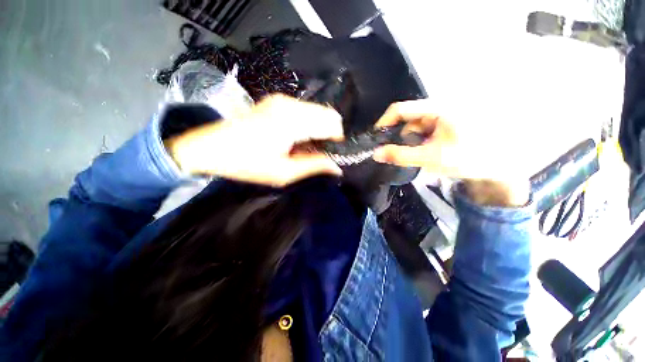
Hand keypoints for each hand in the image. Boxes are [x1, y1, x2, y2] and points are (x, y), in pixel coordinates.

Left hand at [166, 95, 343, 186]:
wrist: (210, 148)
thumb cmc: (247, 163)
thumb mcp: (284, 172)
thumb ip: (314, 165)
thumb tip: (338, 166)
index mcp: (293, 120)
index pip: (332, 123)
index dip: (337, 140)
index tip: (331, 155)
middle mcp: (290, 104)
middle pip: (327, 114)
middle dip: (329, 134)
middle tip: (318, 153)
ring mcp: (282, 100)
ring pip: (317, 112)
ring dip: (318, 130)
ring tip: (305, 148)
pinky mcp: (276, 101)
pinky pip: (304, 111)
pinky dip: (307, 125)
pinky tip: (296, 139)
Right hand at [373, 99, 531, 205]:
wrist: (501, 163)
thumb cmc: (469, 158)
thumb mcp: (431, 158)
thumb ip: (401, 156)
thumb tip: (376, 154)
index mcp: (438, 108)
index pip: (401, 109)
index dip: (384, 122)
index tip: (376, 138)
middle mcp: (440, 106)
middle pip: (408, 118)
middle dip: (399, 137)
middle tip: (398, 154)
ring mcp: (444, 114)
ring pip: (415, 126)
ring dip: (410, 141)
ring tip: (417, 156)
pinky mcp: (447, 122)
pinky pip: (425, 129)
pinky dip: (419, 141)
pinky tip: (425, 151)